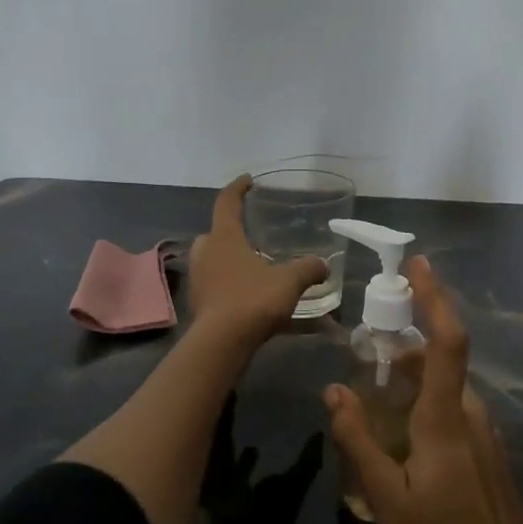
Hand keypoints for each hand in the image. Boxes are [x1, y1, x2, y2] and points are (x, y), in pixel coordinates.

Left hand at [188, 176, 329, 347]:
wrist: (221, 343)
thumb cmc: (252, 300)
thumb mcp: (288, 281)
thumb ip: (308, 269)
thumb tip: (324, 265)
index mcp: (224, 238)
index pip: (227, 202)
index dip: (238, 188)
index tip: (248, 180)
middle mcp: (205, 253)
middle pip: (215, 233)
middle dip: (230, 230)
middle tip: (250, 234)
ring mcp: (198, 279)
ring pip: (212, 259)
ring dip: (228, 258)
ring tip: (253, 265)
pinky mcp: (199, 302)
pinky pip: (214, 283)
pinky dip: (228, 282)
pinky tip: (248, 293)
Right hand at [325, 255, 522, 523]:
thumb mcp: (385, 498)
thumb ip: (358, 440)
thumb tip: (334, 390)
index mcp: (446, 419)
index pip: (446, 342)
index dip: (435, 298)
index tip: (419, 265)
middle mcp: (471, 415)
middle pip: (438, 364)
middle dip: (403, 351)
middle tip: (364, 362)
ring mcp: (485, 435)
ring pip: (445, 390)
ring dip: (412, 383)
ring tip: (376, 407)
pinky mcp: (489, 454)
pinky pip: (455, 413)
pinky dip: (426, 406)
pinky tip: (404, 443)